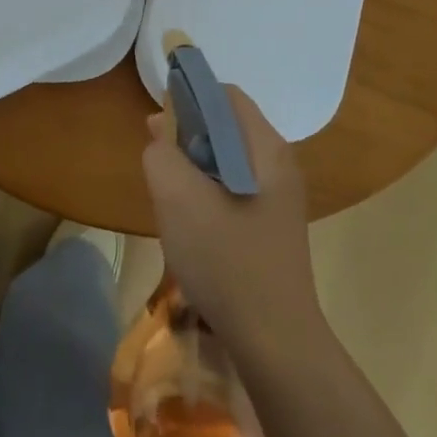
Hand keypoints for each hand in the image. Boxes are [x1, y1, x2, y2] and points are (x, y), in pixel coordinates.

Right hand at [142, 84, 324, 359]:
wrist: (275, 341)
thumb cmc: (227, 260)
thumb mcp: (177, 199)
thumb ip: (161, 154)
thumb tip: (161, 136)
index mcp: (266, 147)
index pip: (225, 95)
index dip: (188, 96)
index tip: (158, 122)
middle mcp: (279, 163)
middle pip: (226, 125)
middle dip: (187, 134)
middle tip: (157, 161)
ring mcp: (278, 196)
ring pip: (226, 159)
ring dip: (193, 165)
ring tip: (168, 193)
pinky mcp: (271, 224)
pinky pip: (232, 187)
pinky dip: (206, 190)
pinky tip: (189, 221)